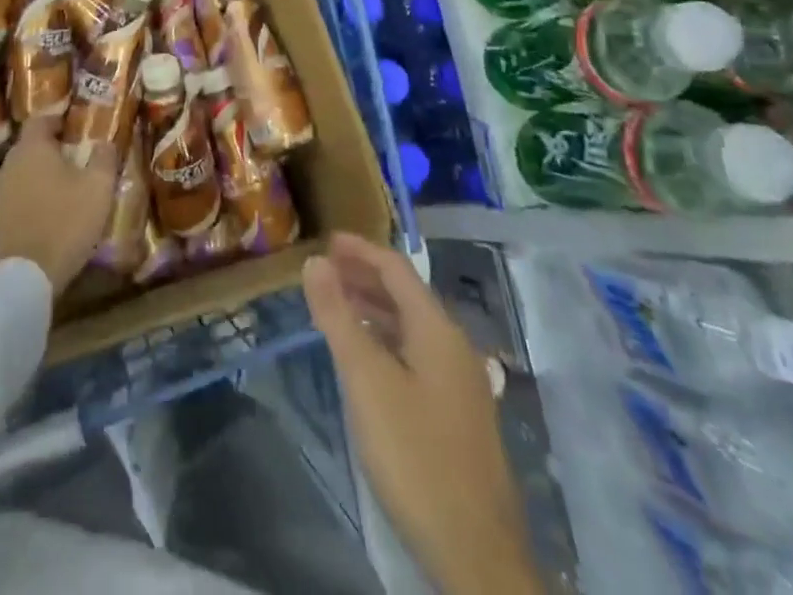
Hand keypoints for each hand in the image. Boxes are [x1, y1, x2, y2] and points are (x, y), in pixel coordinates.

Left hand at [0, 117, 118, 294]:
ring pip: (24, 172)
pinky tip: (51, 213)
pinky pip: (18, 197)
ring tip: (67, 187)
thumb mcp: (98, 187)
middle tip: (77, 158)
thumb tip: (105, 142)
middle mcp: (10, 163)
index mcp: (32, 148)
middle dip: (52, 149)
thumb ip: (104, 158)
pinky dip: (33, 198)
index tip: (77, 128)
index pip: (41, 119)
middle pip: (31, 146)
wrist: (25, 276)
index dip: (59, 120)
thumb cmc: (65, 221)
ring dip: (42, 175)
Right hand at [304, 234, 538, 594]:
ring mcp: (461, 382)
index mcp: (437, 328)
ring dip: (374, 309)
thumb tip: (315, 261)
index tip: (326, 240)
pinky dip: (387, 340)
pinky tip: (367, 360)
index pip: (396, 268)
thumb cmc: (415, 454)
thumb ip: (338, 316)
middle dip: (364, 277)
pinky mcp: (460, 415)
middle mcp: (454, 345)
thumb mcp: (366, 380)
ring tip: (336, 308)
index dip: (360, 250)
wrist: (477, 552)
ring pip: (412, 327)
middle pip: (406, 294)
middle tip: (324, 272)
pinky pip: (417, 354)